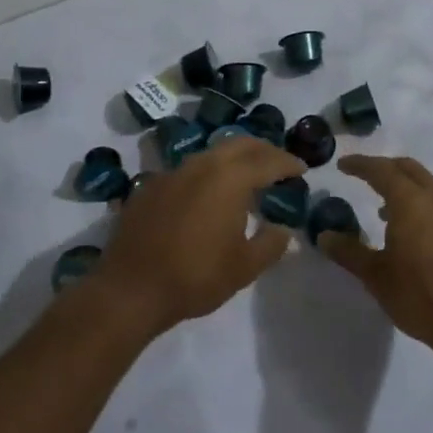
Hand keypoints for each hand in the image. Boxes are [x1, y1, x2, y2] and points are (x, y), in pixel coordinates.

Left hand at [92, 136, 299, 335]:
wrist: (130, 288)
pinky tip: (206, 194)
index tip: (302, 169)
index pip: (268, 160)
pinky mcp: (151, 186)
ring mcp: (172, 172)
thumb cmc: (195, 276)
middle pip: (239, 144)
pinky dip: (206, 174)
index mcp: (230, 178)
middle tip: (278, 164)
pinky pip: (187, 170)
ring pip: (211, 153)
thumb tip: (283, 229)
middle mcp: (201, 165)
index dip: (288, 163)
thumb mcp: (244, 267)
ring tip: (246, 176)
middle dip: (263, 150)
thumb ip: (270, 244)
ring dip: (233, 159)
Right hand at [317, 154, 432, 363]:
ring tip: (386, 211)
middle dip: (385, 168)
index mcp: (410, 201)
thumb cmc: (421, 296)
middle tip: (365, 177)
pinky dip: (424, 207)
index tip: (343, 165)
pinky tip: (416, 234)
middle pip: (408, 169)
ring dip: (406, 189)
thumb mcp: (376, 276)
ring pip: (429, 186)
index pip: (381, 170)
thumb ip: (348, 252)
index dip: (360, 165)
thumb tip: (324, 235)